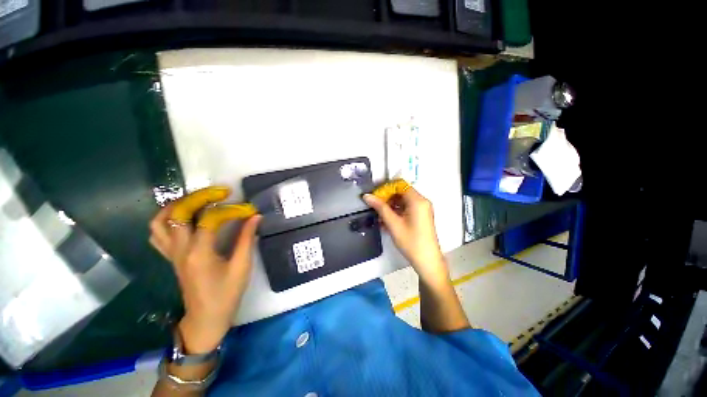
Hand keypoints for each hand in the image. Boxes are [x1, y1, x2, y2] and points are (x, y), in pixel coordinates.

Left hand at [149, 186, 261, 353]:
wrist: (206, 318)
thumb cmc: (226, 294)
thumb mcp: (242, 266)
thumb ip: (247, 239)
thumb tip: (255, 217)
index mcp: (199, 253)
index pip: (210, 220)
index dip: (230, 210)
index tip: (247, 209)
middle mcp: (180, 250)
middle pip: (178, 213)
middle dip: (199, 197)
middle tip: (219, 193)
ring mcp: (172, 254)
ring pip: (160, 222)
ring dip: (176, 206)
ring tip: (198, 200)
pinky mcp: (171, 258)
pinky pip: (158, 234)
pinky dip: (167, 220)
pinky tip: (184, 218)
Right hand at [363, 187, 447, 285]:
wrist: (427, 261)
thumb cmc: (410, 241)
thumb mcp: (393, 224)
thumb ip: (380, 207)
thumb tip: (367, 196)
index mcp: (417, 200)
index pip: (400, 184)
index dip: (386, 188)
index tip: (375, 195)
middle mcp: (422, 201)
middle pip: (402, 192)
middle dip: (387, 197)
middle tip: (375, 205)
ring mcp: (423, 208)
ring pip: (403, 200)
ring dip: (391, 204)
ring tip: (379, 214)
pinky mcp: (421, 215)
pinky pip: (407, 207)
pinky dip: (397, 210)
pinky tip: (387, 219)